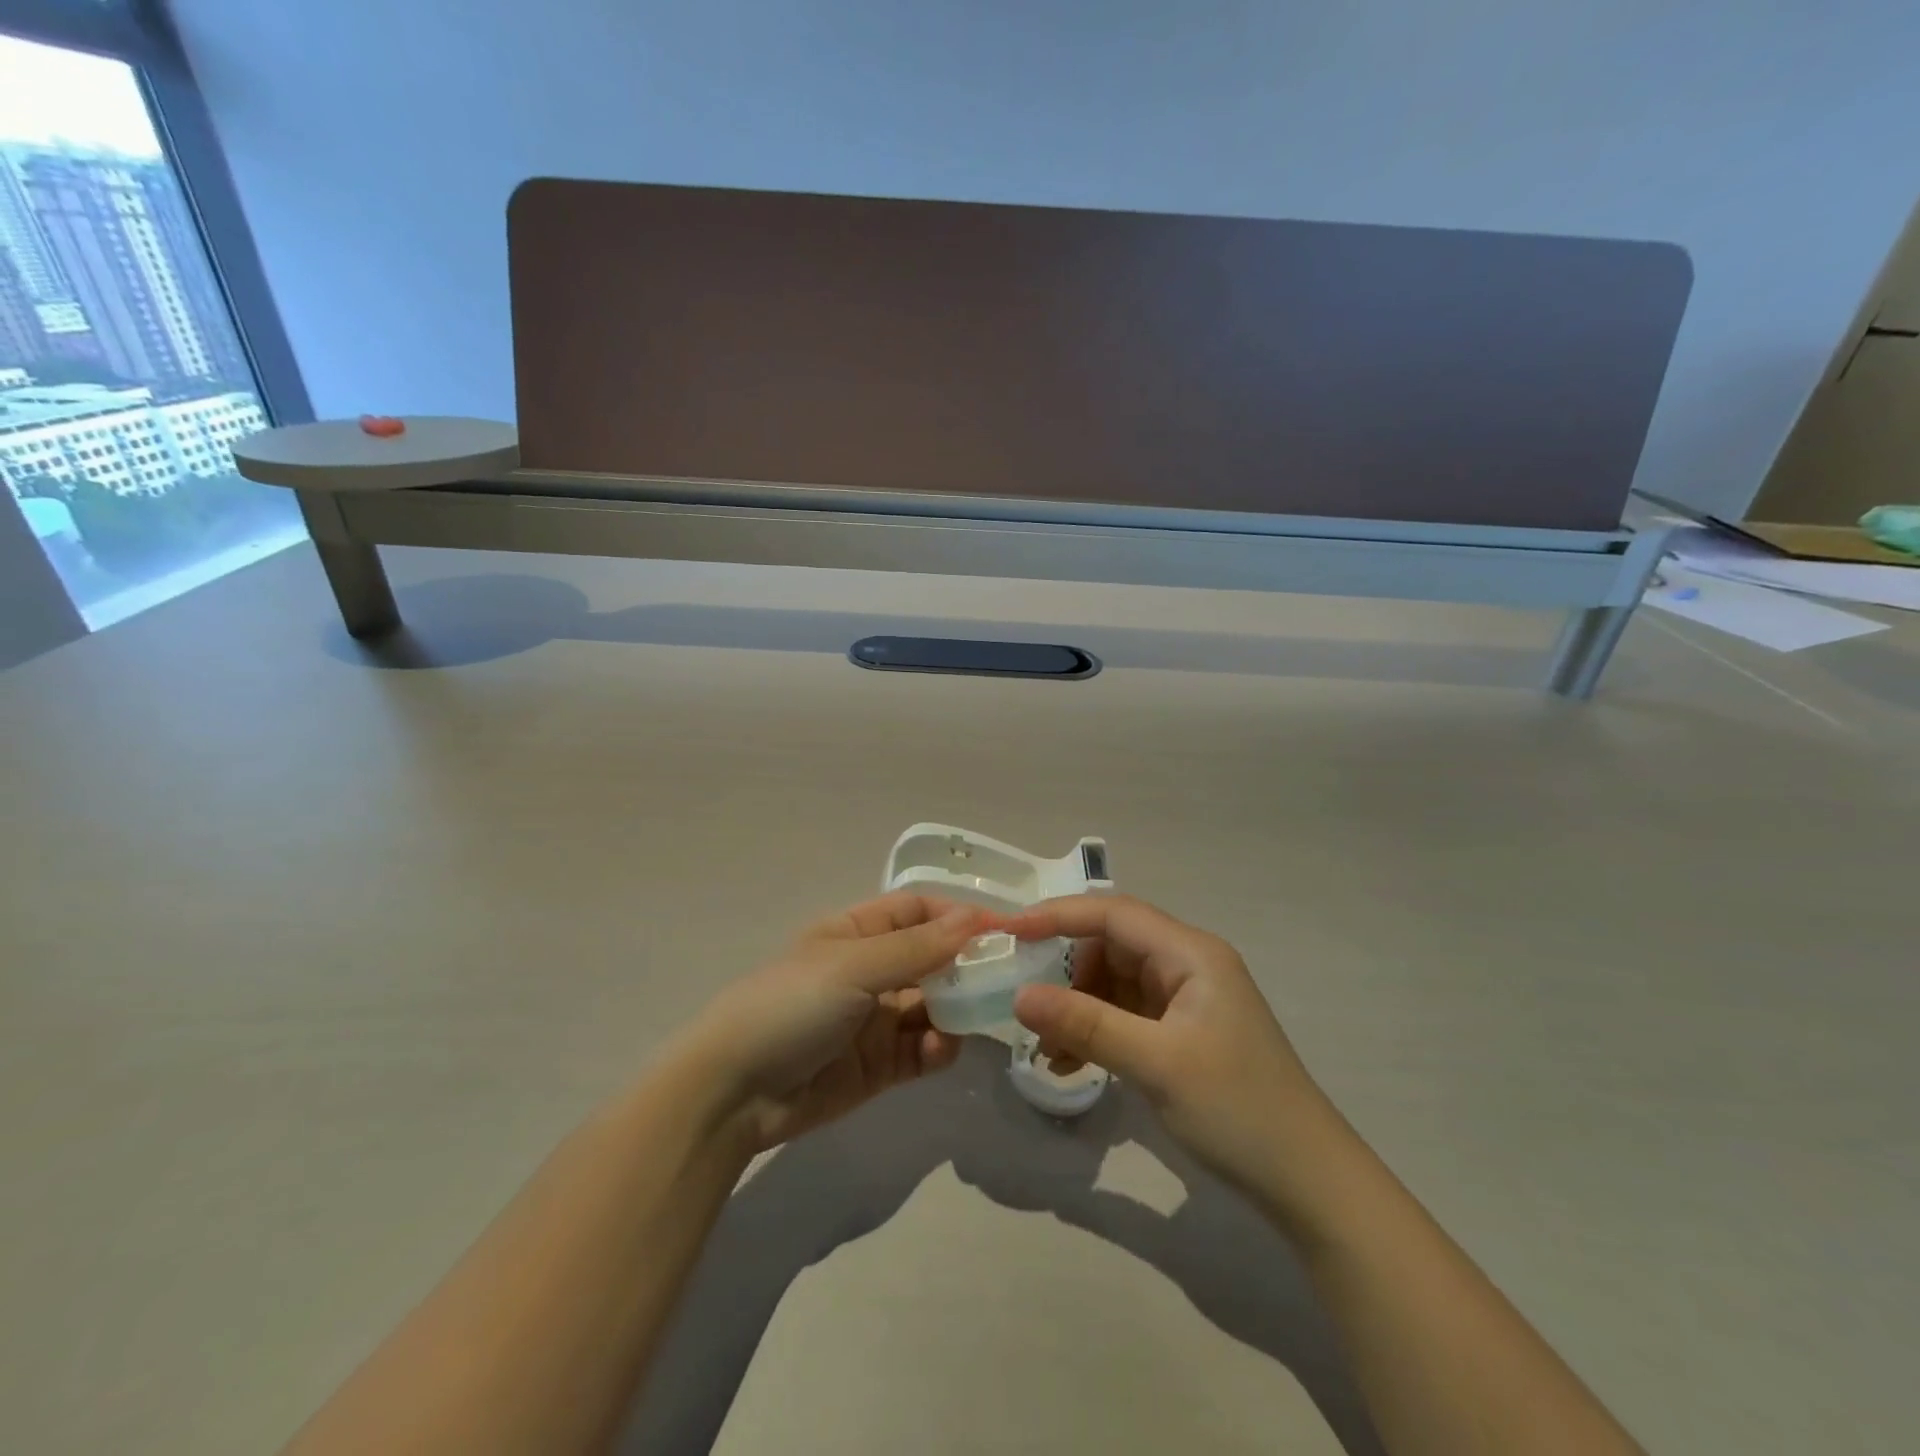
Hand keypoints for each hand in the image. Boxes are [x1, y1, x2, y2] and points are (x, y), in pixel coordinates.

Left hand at [678, 892, 984, 1152]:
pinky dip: (938, 1048)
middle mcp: (870, 972)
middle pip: (932, 959)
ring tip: (978, 1017)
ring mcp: (875, 1020)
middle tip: (1007, 976)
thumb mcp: (853, 967)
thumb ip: (917, 948)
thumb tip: (976, 918)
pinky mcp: (880, 1066)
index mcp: (855, 934)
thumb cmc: (791, 1005)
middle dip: (966, 965)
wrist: (734, 1093)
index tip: (999, 929)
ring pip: (934, 1005)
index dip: (955, 915)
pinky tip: (938, 1050)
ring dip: (957, 1009)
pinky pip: (922, 1049)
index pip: (916, 912)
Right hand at [1000, 895, 1340, 1202]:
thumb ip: (1086, 1025)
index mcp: (1190, 953)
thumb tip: (1020, 997)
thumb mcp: (1156, 1064)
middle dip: (1065, 973)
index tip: (1009, 932)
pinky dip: (1095, 1032)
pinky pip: (1125, 1016)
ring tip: (1047, 1048)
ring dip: (1077, 1008)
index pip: (1112, 914)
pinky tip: (1070, 1064)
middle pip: (1110, 946)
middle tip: (1026, 1005)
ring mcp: (1186, 999)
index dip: (1057, 916)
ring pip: (1113, 983)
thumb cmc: (1237, 1110)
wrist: (1308, 1183)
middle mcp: (1187, 964)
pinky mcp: (1182, 1032)